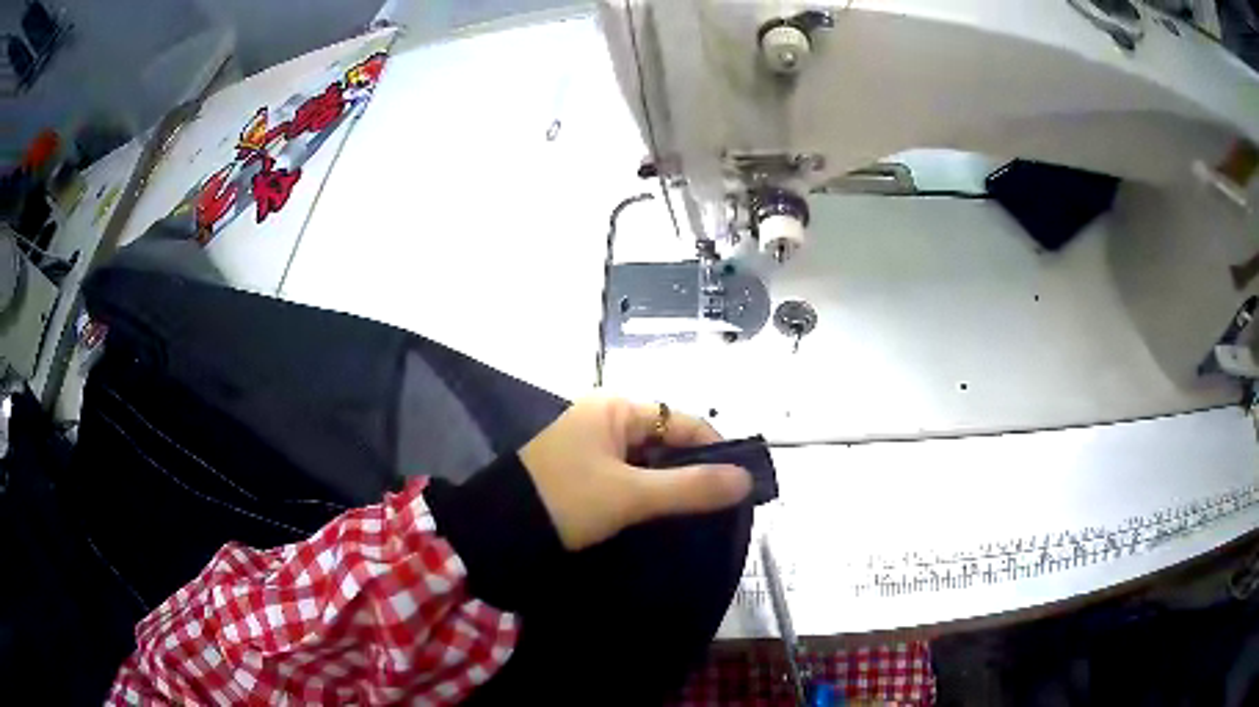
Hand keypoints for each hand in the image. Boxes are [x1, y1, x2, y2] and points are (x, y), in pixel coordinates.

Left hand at [519, 397, 751, 550]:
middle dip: (694, 470)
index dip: (714, 449)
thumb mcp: (629, 495)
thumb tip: (746, 479)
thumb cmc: (563, 500)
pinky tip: (665, 517)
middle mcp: (604, 420)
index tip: (740, 483)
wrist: (495, 533)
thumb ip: (689, 487)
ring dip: (671, 485)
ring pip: (648, 463)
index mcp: (614, 409)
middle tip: (722, 505)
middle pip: (666, 441)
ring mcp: (592, 448)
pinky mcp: (583, 474)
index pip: (682, 421)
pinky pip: (629, 478)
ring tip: (700, 514)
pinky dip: (648, 494)